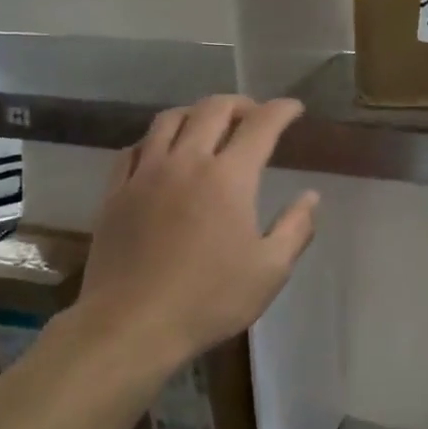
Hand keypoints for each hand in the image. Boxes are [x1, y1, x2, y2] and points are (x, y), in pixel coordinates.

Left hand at [79, 96, 319, 363]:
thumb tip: (311, 196)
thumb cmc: (209, 300)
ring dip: (195, 112)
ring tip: (207, 124)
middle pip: (213, 109)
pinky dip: (154, 140)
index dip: (282, 110)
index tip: (294, 108)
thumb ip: (295, 228)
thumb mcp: (269, 271)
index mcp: (229, 177)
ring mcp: (146, 173)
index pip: (261, 124)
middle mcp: (187, 161)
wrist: (131, 325)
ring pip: (169, 120)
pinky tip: (160, 153)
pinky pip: (133, 149)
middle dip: (240, 103)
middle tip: (254, 114)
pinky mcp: (116, 192)